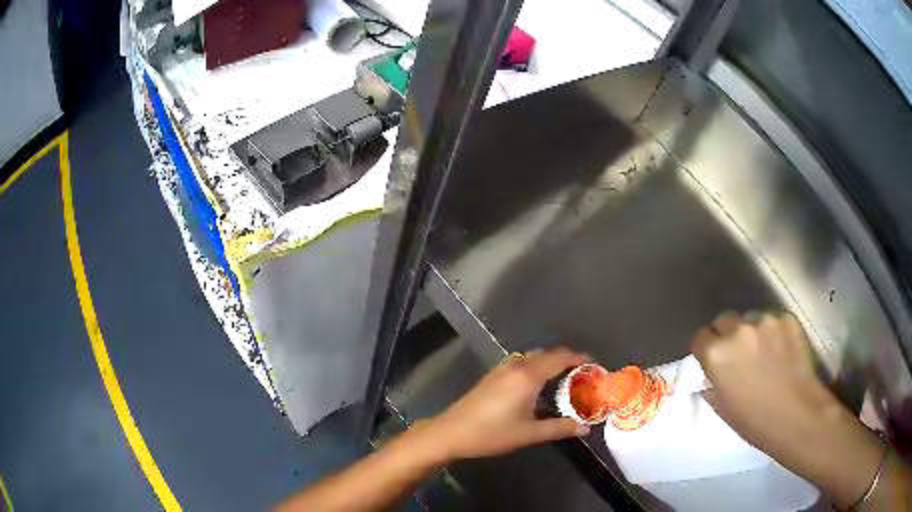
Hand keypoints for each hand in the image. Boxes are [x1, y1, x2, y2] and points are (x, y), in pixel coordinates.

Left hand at [423, 348, 590, 461]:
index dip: (579, 358)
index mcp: (528, 376)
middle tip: (582, 377)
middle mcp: (516, 366)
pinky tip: (536, 387)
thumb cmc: (492, 434)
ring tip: (563, 382)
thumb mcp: (529, 433)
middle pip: (547, 354)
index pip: (560, 357)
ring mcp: (501, 369)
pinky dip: (535, 367)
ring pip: (533, 357)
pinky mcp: (492, 375)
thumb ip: (560, 428)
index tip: (594, 366)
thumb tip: (584, 428)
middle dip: (567, 361)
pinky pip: (521, 363)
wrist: (451, 432)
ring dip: (550, 363)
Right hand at [691, 310, 834, 451]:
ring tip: (763, 352)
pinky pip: (772, 320)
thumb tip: (710, 377)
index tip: (712, 360)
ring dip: (750, 332)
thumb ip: (712, 385)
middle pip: (724, 320)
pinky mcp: (787, 318)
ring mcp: (765, 321)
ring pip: (750, 318)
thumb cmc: (755, 421)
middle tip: (737, 354)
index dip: (705, 349)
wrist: (798, 415)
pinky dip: (772, 332)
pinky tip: (780, 350)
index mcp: (717, 353)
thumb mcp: (723, 408)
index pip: (700, 337)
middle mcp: (739, 329)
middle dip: (726, 334)